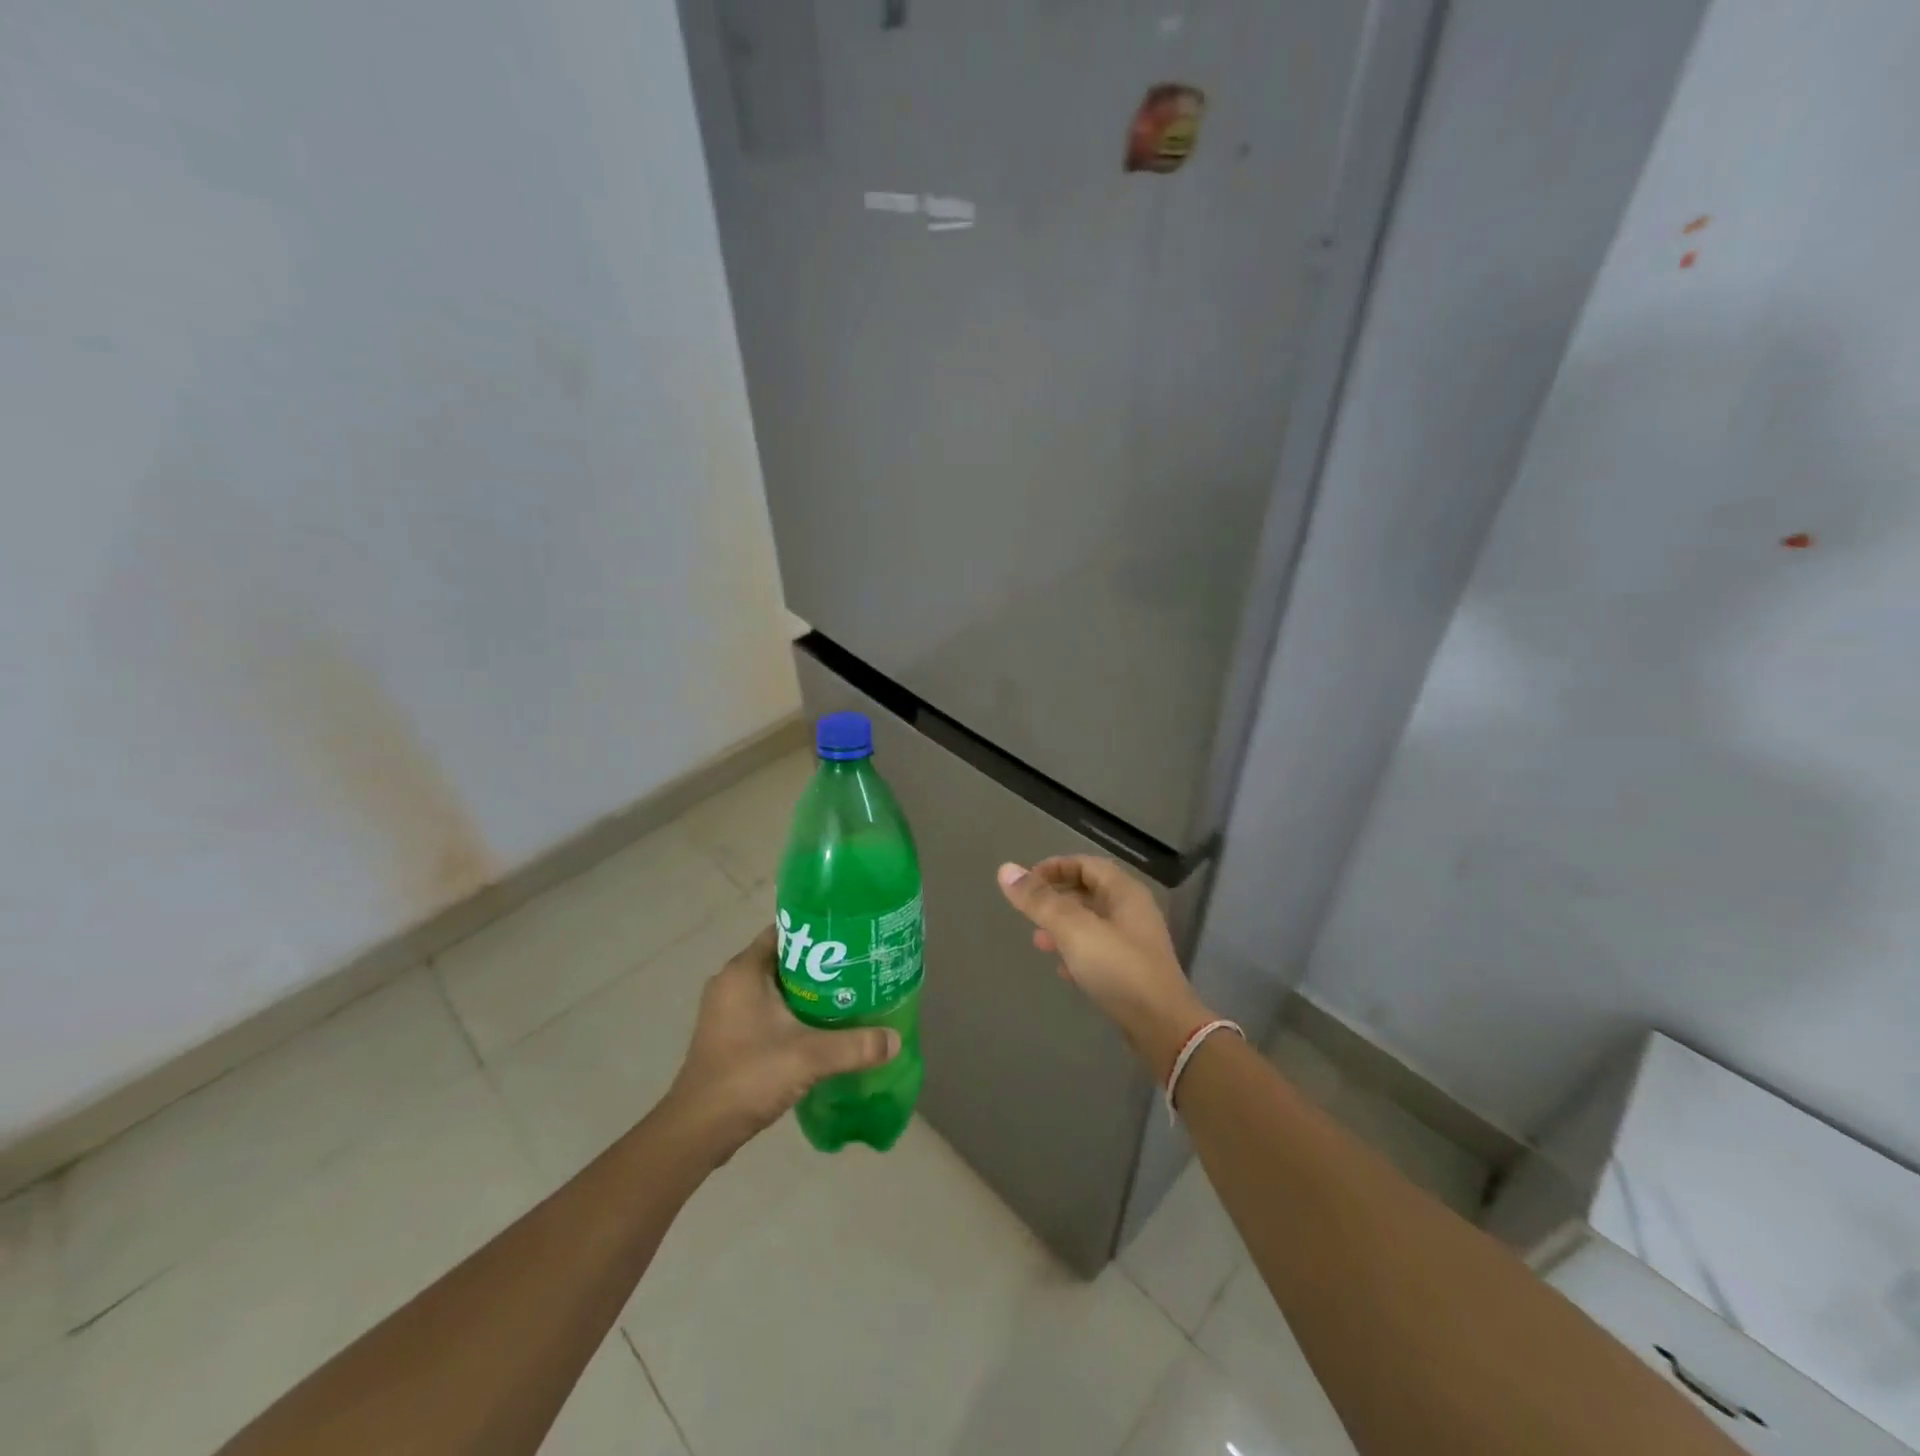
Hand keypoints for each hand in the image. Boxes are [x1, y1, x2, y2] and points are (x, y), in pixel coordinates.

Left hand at [666, 925, 899, 1161]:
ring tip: (845, 993)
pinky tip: (819, 1026)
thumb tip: (894, 1039)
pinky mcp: (727, 1034)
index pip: (783, 931)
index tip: (849, 937)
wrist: (698, 1130)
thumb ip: (854, 1045)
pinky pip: (765, 1008)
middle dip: (818, 962)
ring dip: (805, 989)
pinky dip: (790, 1011)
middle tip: (856, 966)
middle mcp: (731, 982)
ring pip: (774, 985)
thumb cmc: (748, 1075)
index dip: (817, 930)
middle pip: (782, 958)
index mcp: (743, 971)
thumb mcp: (809, 1056)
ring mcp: (726, 1010)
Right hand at [996, 856, 1209, 1078]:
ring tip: (1039, 942)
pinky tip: (1063, 970)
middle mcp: (1133, 911)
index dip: (1055, 867)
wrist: (1162, 1027)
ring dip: (1064, 927)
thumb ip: (1040, 900)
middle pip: (1089, 892)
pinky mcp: (1133, 971)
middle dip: (1056, 899)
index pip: (1086, 864)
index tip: (1026, 882)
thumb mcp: (1073, 929)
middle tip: (1030, 913)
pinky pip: (1099, 950)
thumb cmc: (1118, 968)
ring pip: (1092, 923)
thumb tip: (1006, 869)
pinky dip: (1077, 952)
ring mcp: (1135, 942)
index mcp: (1124, 892)